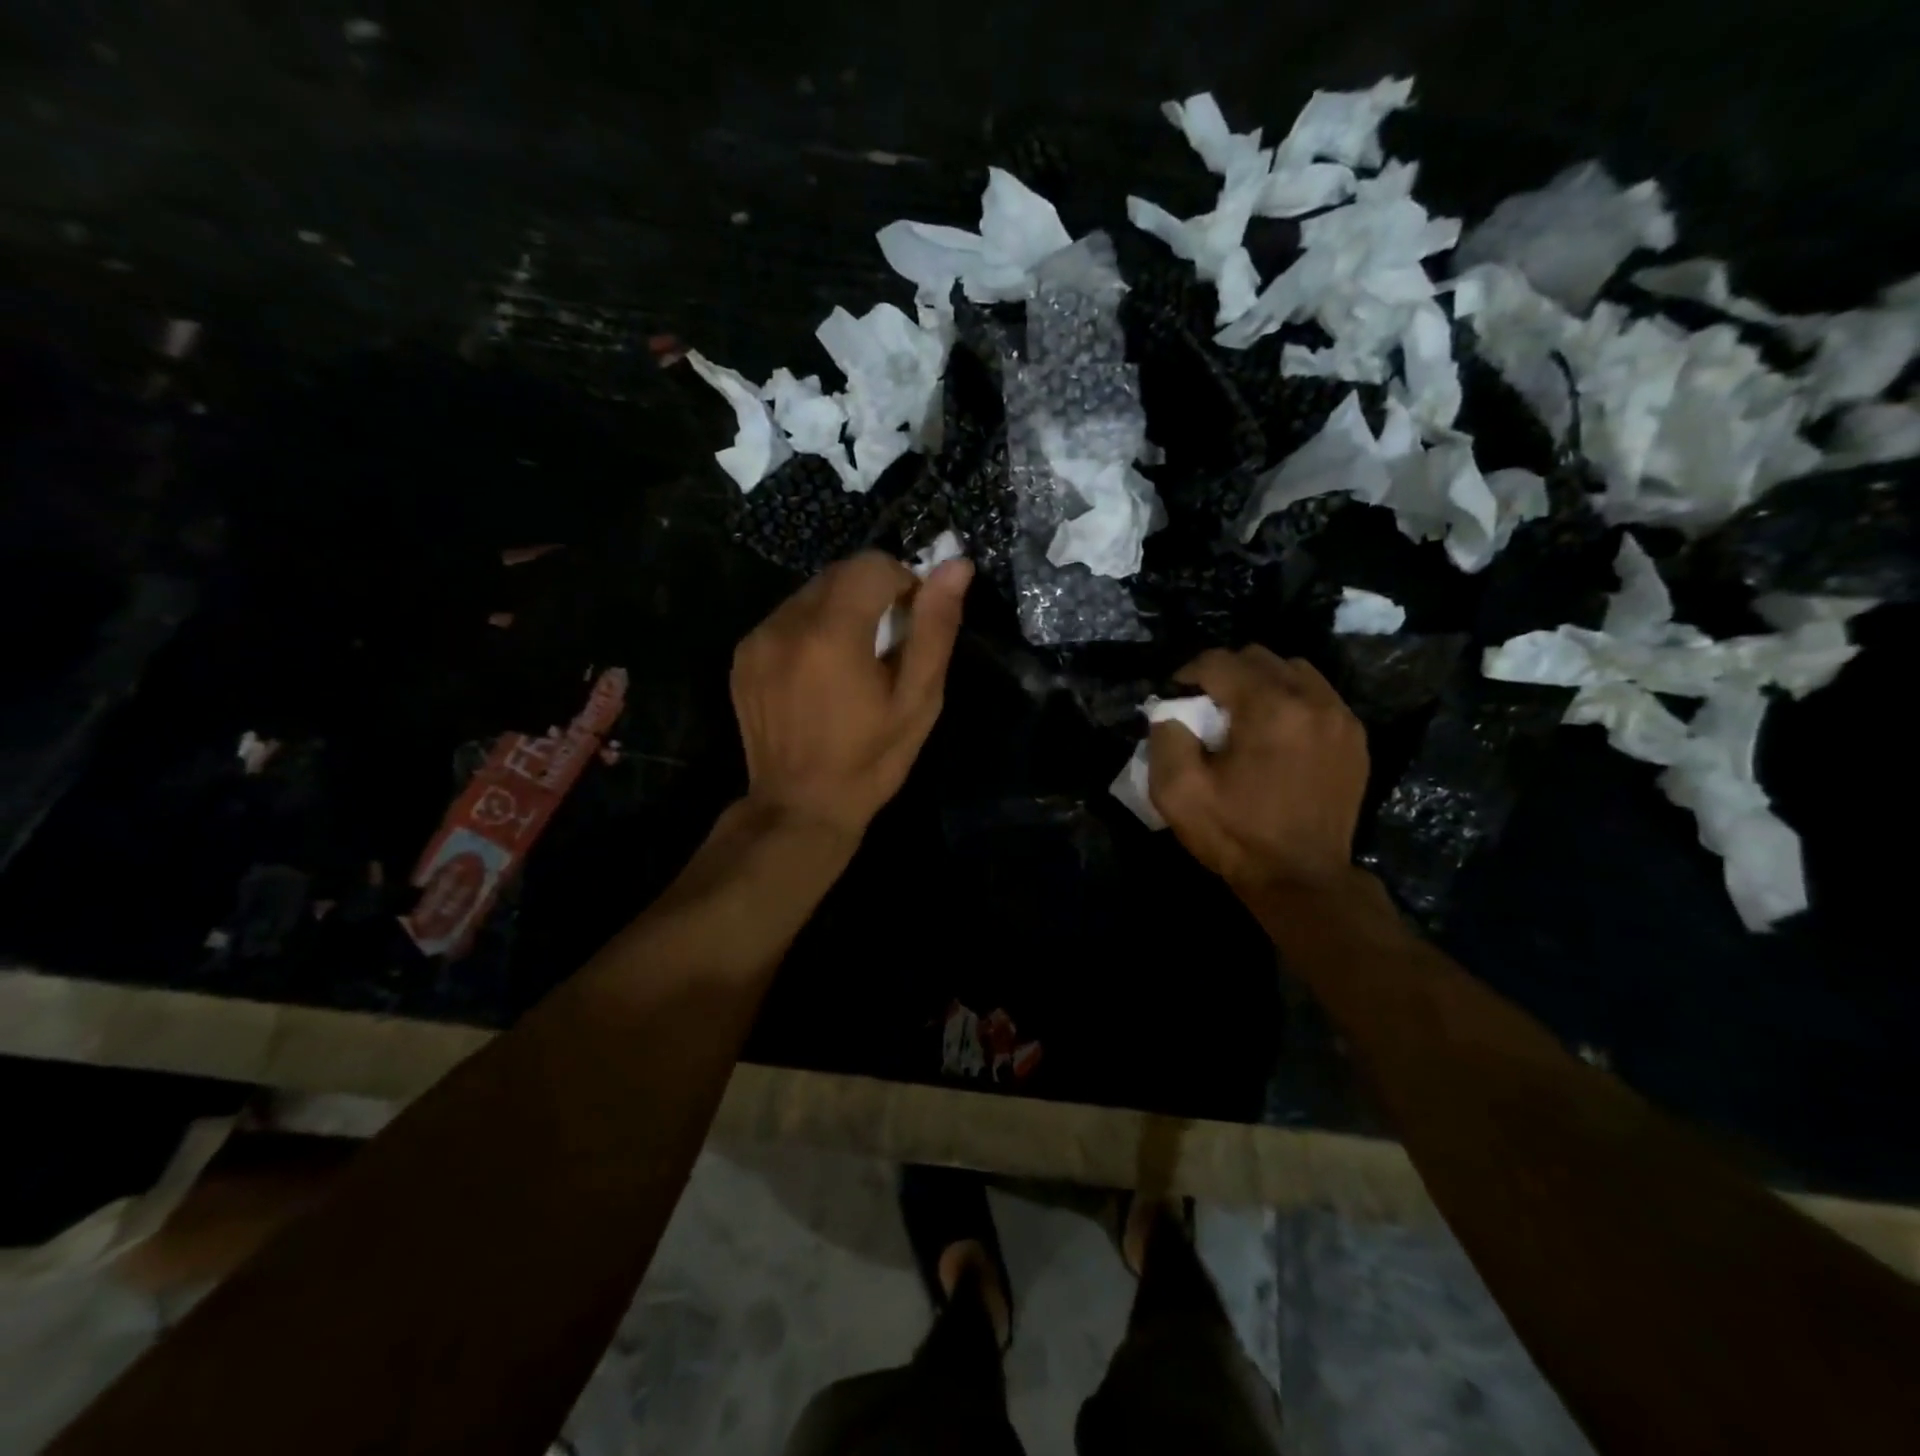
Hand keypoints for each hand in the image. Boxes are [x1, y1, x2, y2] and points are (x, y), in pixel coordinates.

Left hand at [731, 550, 972, 841]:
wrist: (799, 806)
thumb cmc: (870, 760)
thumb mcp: (917, 701)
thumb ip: (935, 629)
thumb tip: (956, 566)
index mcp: (832, 634)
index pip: (872, 565)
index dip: (902, 583)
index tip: (911, 624)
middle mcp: (786, 623)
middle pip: (839, 574)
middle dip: (871, 595)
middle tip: (886, 647)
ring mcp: (758, 639)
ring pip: (812, 594)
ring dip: (840, 611)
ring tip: (852, 664)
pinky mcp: (743, 655)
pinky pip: (786, 618)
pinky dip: (811, 630)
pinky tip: (820, 674)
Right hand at [1148, 646, 1367, 892]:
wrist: (1302, 880)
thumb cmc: (1236, 836)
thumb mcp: (1178, 793)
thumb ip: (1166, 739)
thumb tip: (1171, 711)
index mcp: (1269, 709)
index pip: (1220, 662)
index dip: (1188, 673)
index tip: (1175, 697)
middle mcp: (1312, 700)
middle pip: (1259, 657)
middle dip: (1225, 674)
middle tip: (1206, 707)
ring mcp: (1341, 717)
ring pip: (1293, 670)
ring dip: (1261, 682)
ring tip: (1243, 716)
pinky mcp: (1355, 737)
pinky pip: (1318, 695)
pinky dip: (1291, 700)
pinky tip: (1276, 733)